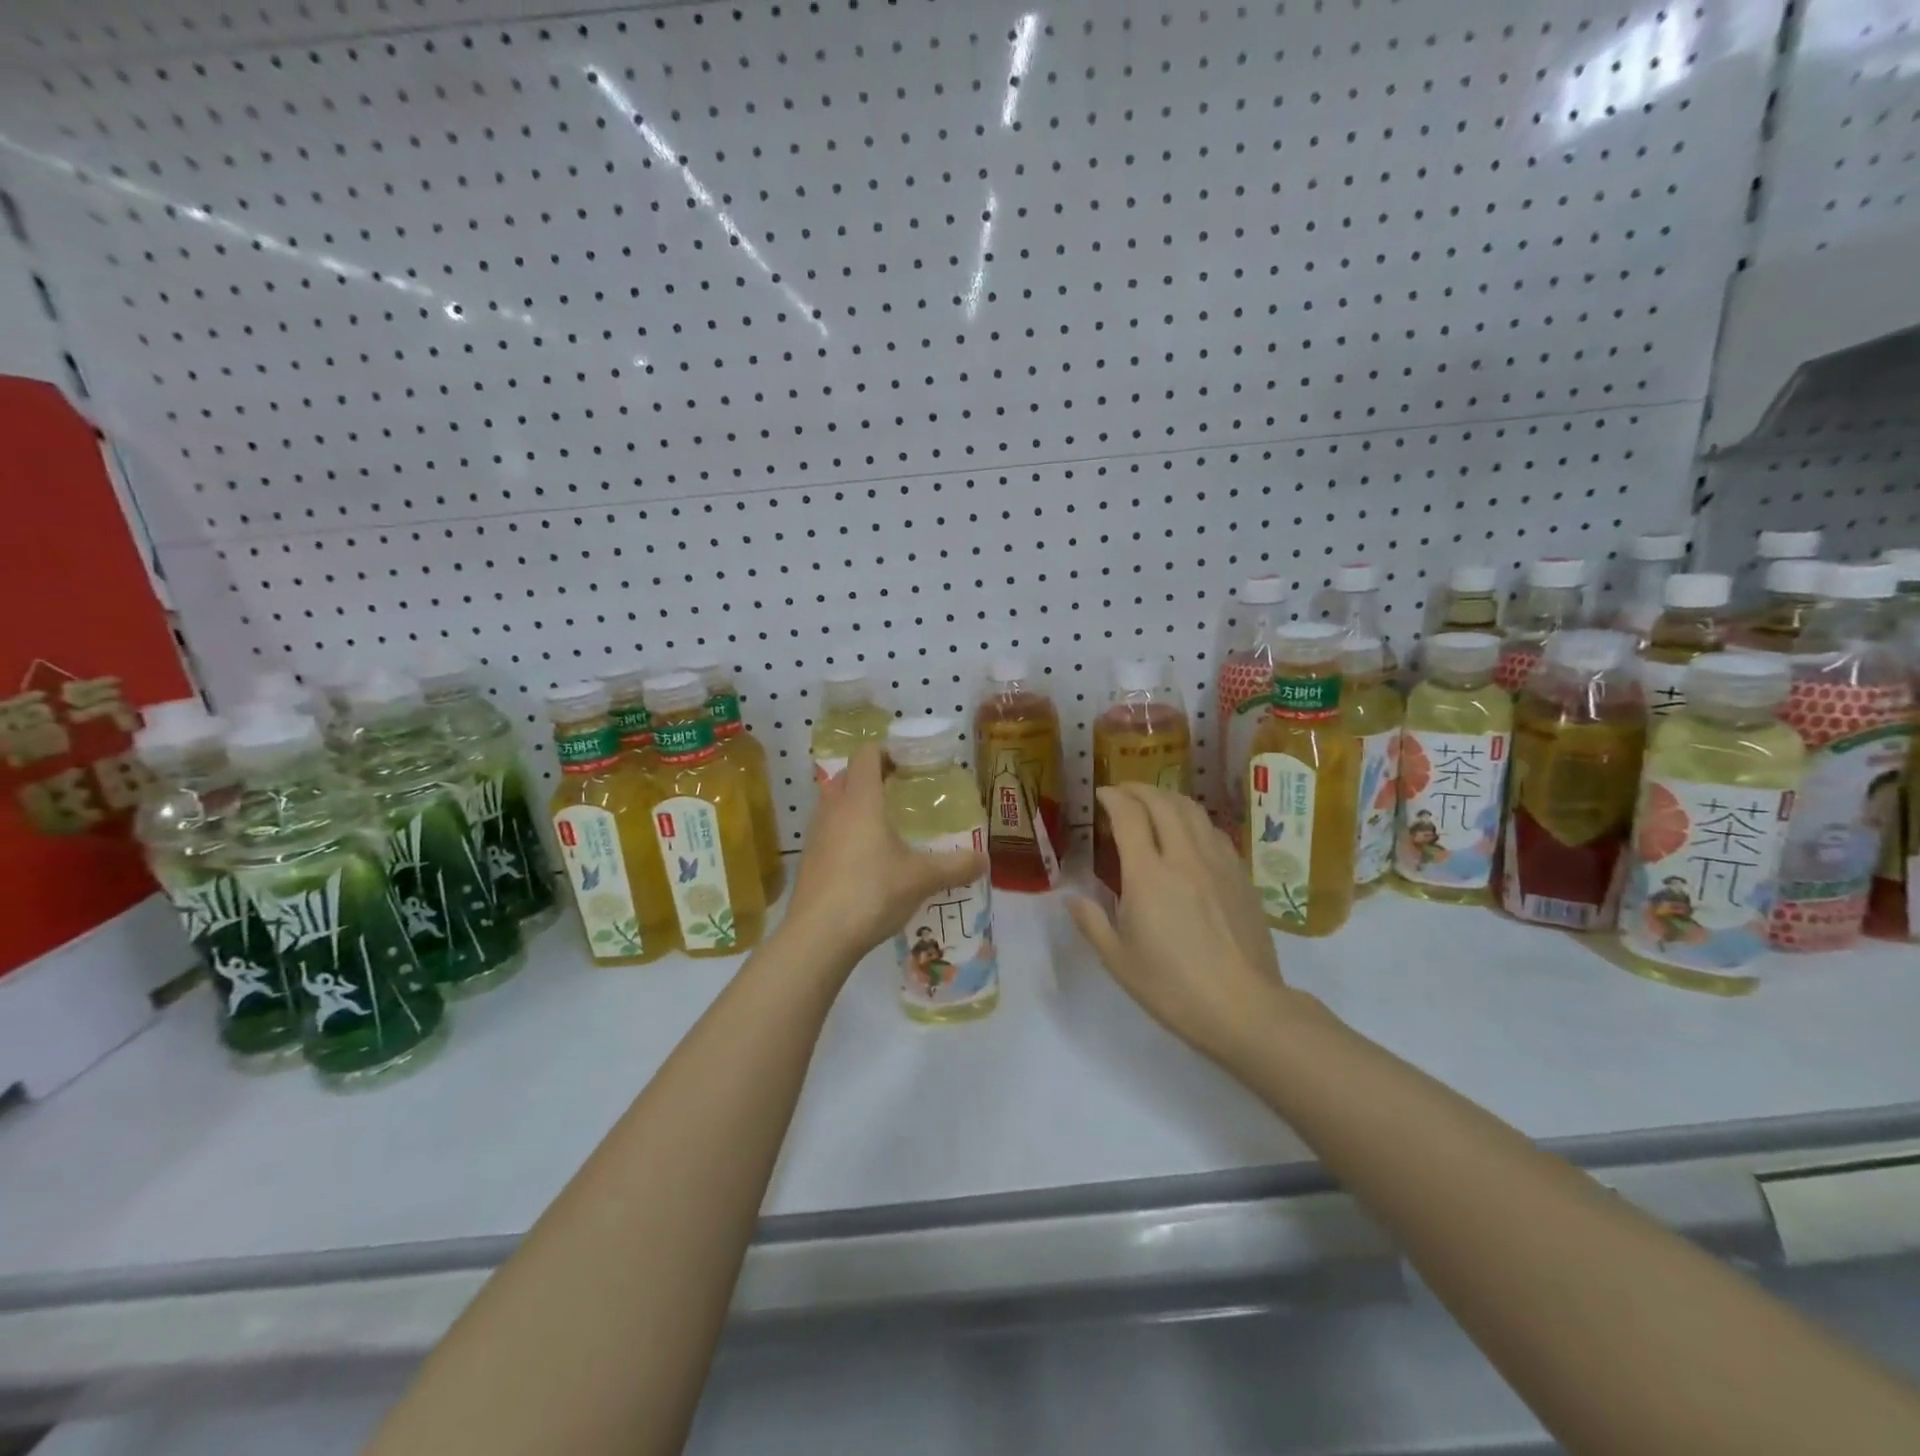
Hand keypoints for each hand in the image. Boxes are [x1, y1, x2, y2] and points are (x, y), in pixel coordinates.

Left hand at [782, 745, 985, 973]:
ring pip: (834, 804)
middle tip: (901, 792)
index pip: (866, 754)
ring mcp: (816, 835)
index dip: (887, 751)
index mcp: (861, 800)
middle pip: (848, 776)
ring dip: (856, 805)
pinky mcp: (809, 860)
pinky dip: (846, 833)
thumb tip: (984, 860)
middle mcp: (833, 809)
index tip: (910, 763)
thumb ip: (956, 866)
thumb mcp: (922, 879)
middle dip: (873, 777)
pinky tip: (867, 860)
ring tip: (886, 825)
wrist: (818, 937)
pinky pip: (829, 831)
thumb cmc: (872, 893)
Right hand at [1068, 785, 1290, 1063]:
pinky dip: (1194, 819)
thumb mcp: (1118, 960)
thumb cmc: (1173, 987)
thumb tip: (1072, 899)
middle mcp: (1184, 857)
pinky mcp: (1241, 877)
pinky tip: (1190, 833)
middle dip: (1140, 789)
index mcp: (1148, 875)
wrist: (1244, 1008)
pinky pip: (1215, 832)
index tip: (1102, 794)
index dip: (1114, 797)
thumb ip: (1092, 922)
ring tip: (1154, 803)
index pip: (1129, 816)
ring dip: (1169, 798)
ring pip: (1194, 811)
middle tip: (1124, 792)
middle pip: (1163, 803)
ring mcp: (1218, 864)